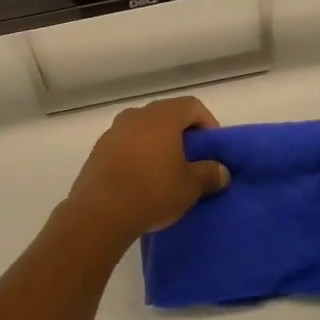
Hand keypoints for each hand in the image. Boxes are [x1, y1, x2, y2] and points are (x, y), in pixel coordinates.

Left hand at [64, 97, 230, 244]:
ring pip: (143, 129)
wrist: (100, 213)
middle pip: (166, 115)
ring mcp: (113, 131)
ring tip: (166, 172)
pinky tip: (141, 181)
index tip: (211, 148)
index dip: (207, 123)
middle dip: (181, 134)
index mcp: (162, 116)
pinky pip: (125, 145)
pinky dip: (137, 155)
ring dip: (157, 144)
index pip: (191, 106)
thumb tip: (222, 172)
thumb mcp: (190, 186)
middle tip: (192, 159)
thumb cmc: (153, 191)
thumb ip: (209, 174)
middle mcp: (136, 115)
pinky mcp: (98, 151)